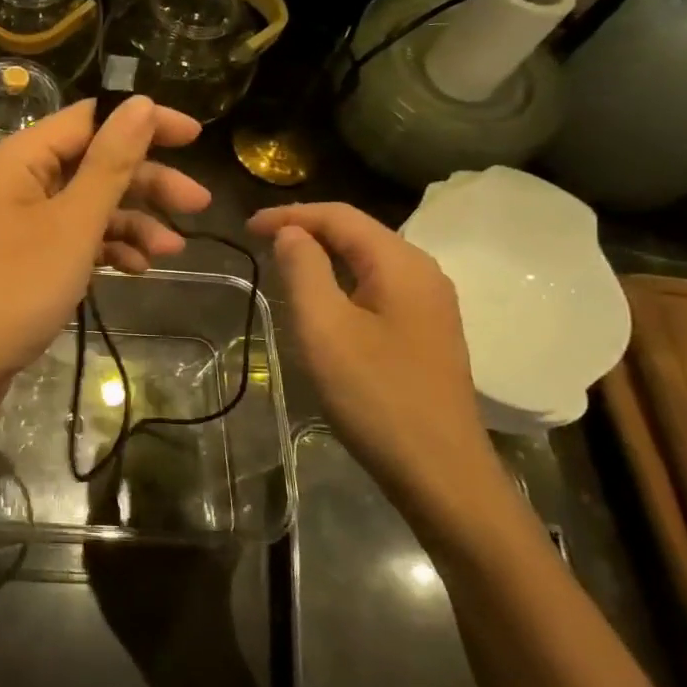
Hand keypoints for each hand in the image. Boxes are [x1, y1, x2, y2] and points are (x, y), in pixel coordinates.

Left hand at [0, 96, 208, 391]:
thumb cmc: (15, 288)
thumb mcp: (73, 223)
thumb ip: (110, 163)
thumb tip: (142, 103)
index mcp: (18, 157)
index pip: (90, 119)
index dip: (144, 123)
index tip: (195, 138)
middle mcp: (15, 180)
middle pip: (92, 163)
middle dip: (146, 183)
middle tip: (198, 203)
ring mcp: (16, 220)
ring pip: (85, 204)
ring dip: (130, 221)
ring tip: (171, 251)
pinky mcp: (22, 256)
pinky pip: (70, 237)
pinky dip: (104, 247)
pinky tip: (136, 268)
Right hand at [247, 203, 507, 531]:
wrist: (439, 471)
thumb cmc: (375, 394)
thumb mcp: (324, 327)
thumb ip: (304, 269)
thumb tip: (292, 233)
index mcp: (401, 264)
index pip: (340, 216)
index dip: (289, 215)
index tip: (246, 228)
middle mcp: (423, 273)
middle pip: (358, 232)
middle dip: (306, 230)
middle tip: (259, 244)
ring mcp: (430, 304)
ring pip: (368, 260)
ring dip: (323, 255)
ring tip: (282, 266)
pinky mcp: (427, 332)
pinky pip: (378, 287)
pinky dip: (342, 281)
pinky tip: (322, 302)